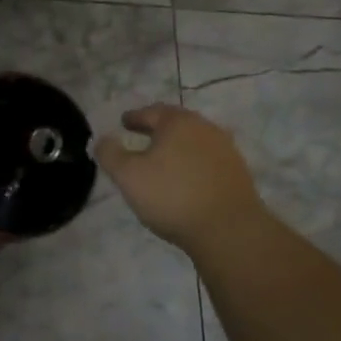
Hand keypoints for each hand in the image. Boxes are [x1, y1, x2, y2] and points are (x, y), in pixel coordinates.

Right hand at [93, 104, 264, 252]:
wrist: (228, 229)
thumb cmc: (171, 196)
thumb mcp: (128, 175)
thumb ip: (110, 154)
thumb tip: (103, 139)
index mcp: (177, 123)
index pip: (150, 112)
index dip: (134, 117)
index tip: (123, 122)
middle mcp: (205, 128)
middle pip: (176, 123)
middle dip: (157, 128)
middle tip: (141, 136)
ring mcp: (225, 149)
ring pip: (193, 140)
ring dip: (176, 146)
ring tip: (162, 159)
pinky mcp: (237, 172)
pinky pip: (207, 159)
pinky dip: (191, 162)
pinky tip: (184, 178)